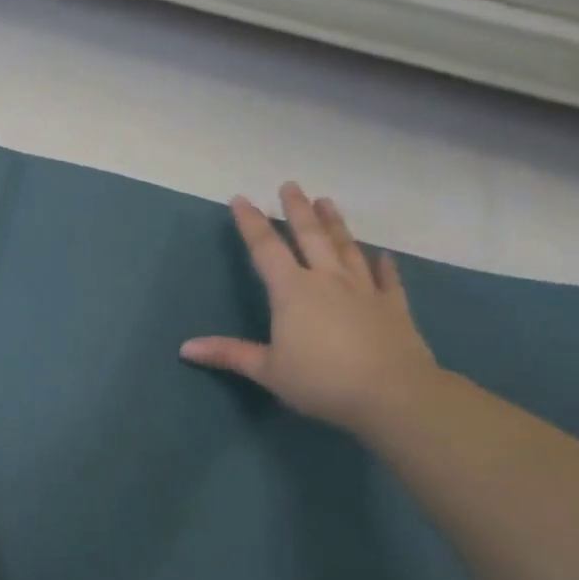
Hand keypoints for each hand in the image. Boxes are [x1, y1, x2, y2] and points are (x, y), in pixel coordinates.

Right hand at [179, 182, 440, 436]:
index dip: (250, 223)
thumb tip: (185, 348)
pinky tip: (381, 255)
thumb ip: (229, 354)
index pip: (265, 248)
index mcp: (292, 291)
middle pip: (309, 236)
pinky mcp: (392, 307)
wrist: (393, 394)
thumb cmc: (321, 380)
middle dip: (296, 210)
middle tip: (290, 185)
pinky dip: (382, 265)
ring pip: (346, 248)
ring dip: (335, 224)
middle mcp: (327, 280)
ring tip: (327, 201)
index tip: (241, 199)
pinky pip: (386, 279)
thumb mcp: (268, 370)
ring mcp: (363, 290)